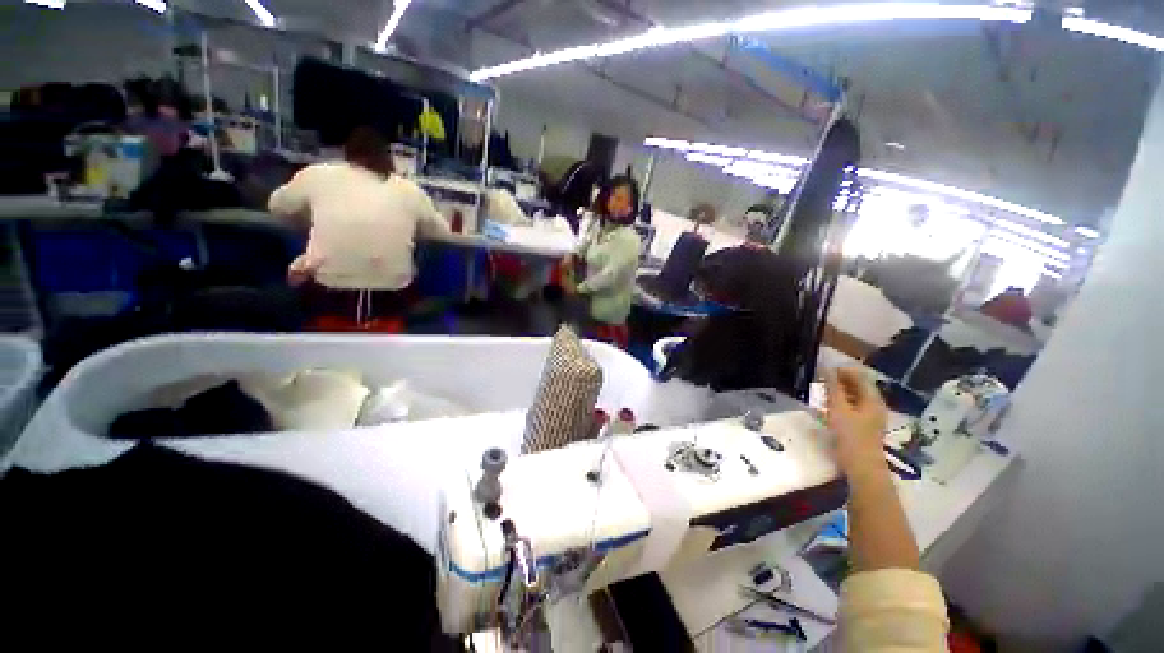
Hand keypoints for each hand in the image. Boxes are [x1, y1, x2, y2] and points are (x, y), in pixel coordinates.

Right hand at [825, 368, 888, 475]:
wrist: (863, 468)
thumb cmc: (850, 437)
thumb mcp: (838, 409)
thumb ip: (833, 388)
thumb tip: (826, 368)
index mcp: (872, 399)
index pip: (860, 376)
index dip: (842, 370)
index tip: (823, 369)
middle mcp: (875, 405)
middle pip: (859, 386)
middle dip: (840, 380)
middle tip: (820, 379)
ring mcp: (872, 417)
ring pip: (856, 397)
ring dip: (840, 391)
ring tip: (822, 391)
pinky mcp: (865, 427)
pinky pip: (854, 407)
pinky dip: (842, 402)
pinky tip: (830, 407)